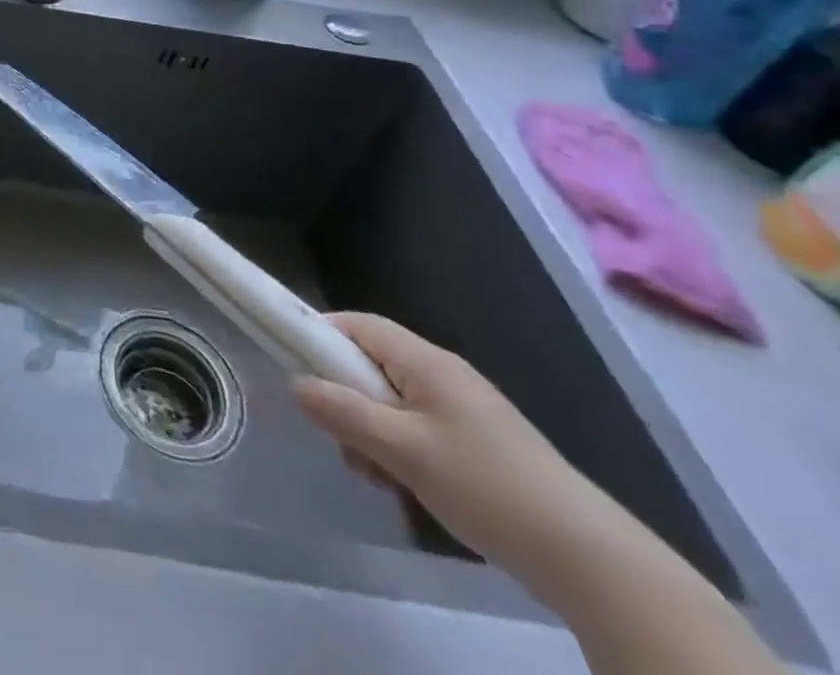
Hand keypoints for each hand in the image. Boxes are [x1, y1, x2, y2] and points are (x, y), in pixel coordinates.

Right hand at [293, 313, 607, 587]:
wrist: (591, 560)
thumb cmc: (486, 487)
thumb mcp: (402, 450)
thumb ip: (343, 412)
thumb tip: (295, 383)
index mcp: (425, 361)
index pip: (356, 324)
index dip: (319, 336)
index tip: (294, 368)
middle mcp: (443, 374)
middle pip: (370, 364)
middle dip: (344, 397)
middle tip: (338, 438)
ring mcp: (463, 410)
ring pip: (391, 401)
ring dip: (369, 430)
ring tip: (375, 474)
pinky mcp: (478, 443)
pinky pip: (417, 428)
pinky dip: (398, 448)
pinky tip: (404, 486)